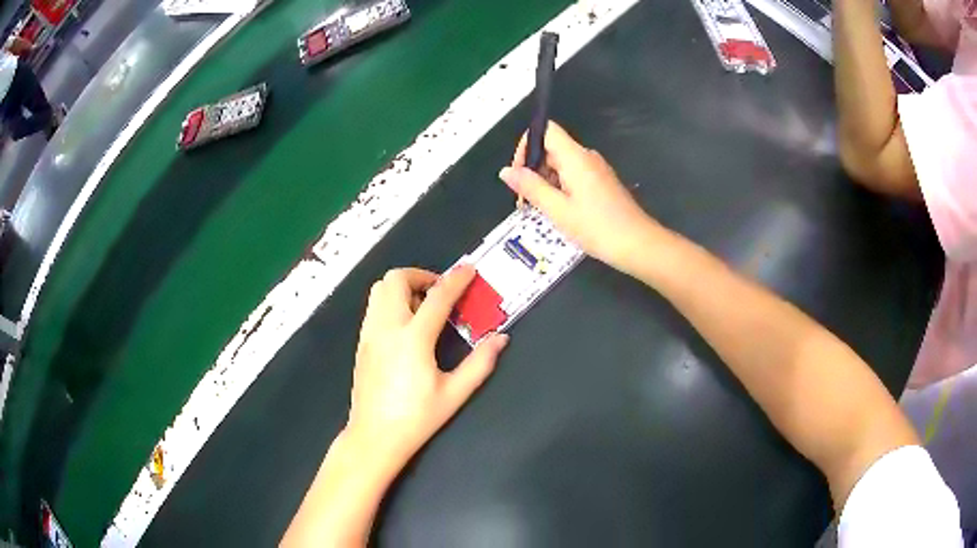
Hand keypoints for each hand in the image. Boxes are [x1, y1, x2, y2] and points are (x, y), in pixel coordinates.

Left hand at [346, 266, 508, 467]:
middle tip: (441, 294)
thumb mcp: (454, 393)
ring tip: (423, 308)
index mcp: (413, 340)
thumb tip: (501, 338)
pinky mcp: (361, 342)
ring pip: (380, 289)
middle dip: (421, 276)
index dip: (456, 280)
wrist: (374, 436)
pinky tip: (405, 325)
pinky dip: (391, 301)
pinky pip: (374, 306)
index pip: (437, 297)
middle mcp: (387, 328)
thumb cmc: (417, 418)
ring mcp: (369, 333)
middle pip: (396, 279)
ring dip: (403, 287)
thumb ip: (480, 363)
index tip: (469, 270)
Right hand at [499, 122, 660, 271]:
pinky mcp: (601, 183)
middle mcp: (586, 157)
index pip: (545, 130)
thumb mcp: (558, 210)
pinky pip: (573, 176)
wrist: (638, 244)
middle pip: (551, 148)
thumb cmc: (597, 227)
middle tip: (524, 201)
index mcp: (575, 157)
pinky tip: (558, 212)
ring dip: (544, 182)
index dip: (526, 145)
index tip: (519, 174)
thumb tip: (506, 171)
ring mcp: (595, 170)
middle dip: (532, 170)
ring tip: (539, 211)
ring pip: (561, 165)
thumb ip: (530, 187)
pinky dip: (559, 188)